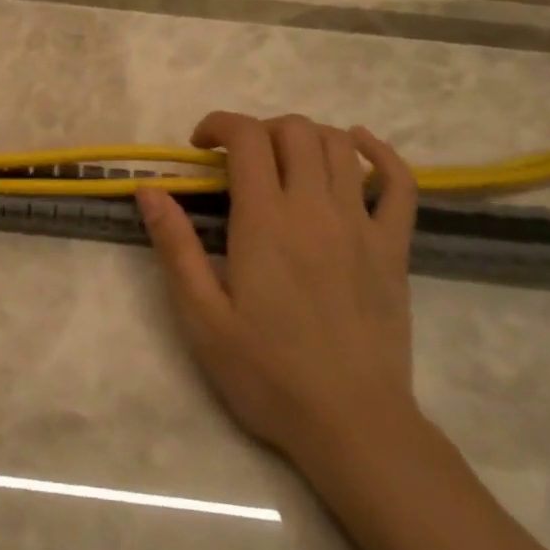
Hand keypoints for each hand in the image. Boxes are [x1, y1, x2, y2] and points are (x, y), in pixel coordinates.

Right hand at [136, 113, 419, 465]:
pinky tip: (359, 146)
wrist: (352, 425)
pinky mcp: (394, 248)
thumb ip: (175, 247)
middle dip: (259, 130)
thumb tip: (149, 190)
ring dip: (306, 137)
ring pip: (340, 146)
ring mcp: (362, 225)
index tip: (199, 148)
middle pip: (295, 130)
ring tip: (284, 161)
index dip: (219, 124)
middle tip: (239, 162)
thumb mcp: (202, 317)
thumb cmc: (268, 374)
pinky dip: (380, 153)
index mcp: (265, 221)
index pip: (247, 137)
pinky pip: (400, 183)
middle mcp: (315, 209)